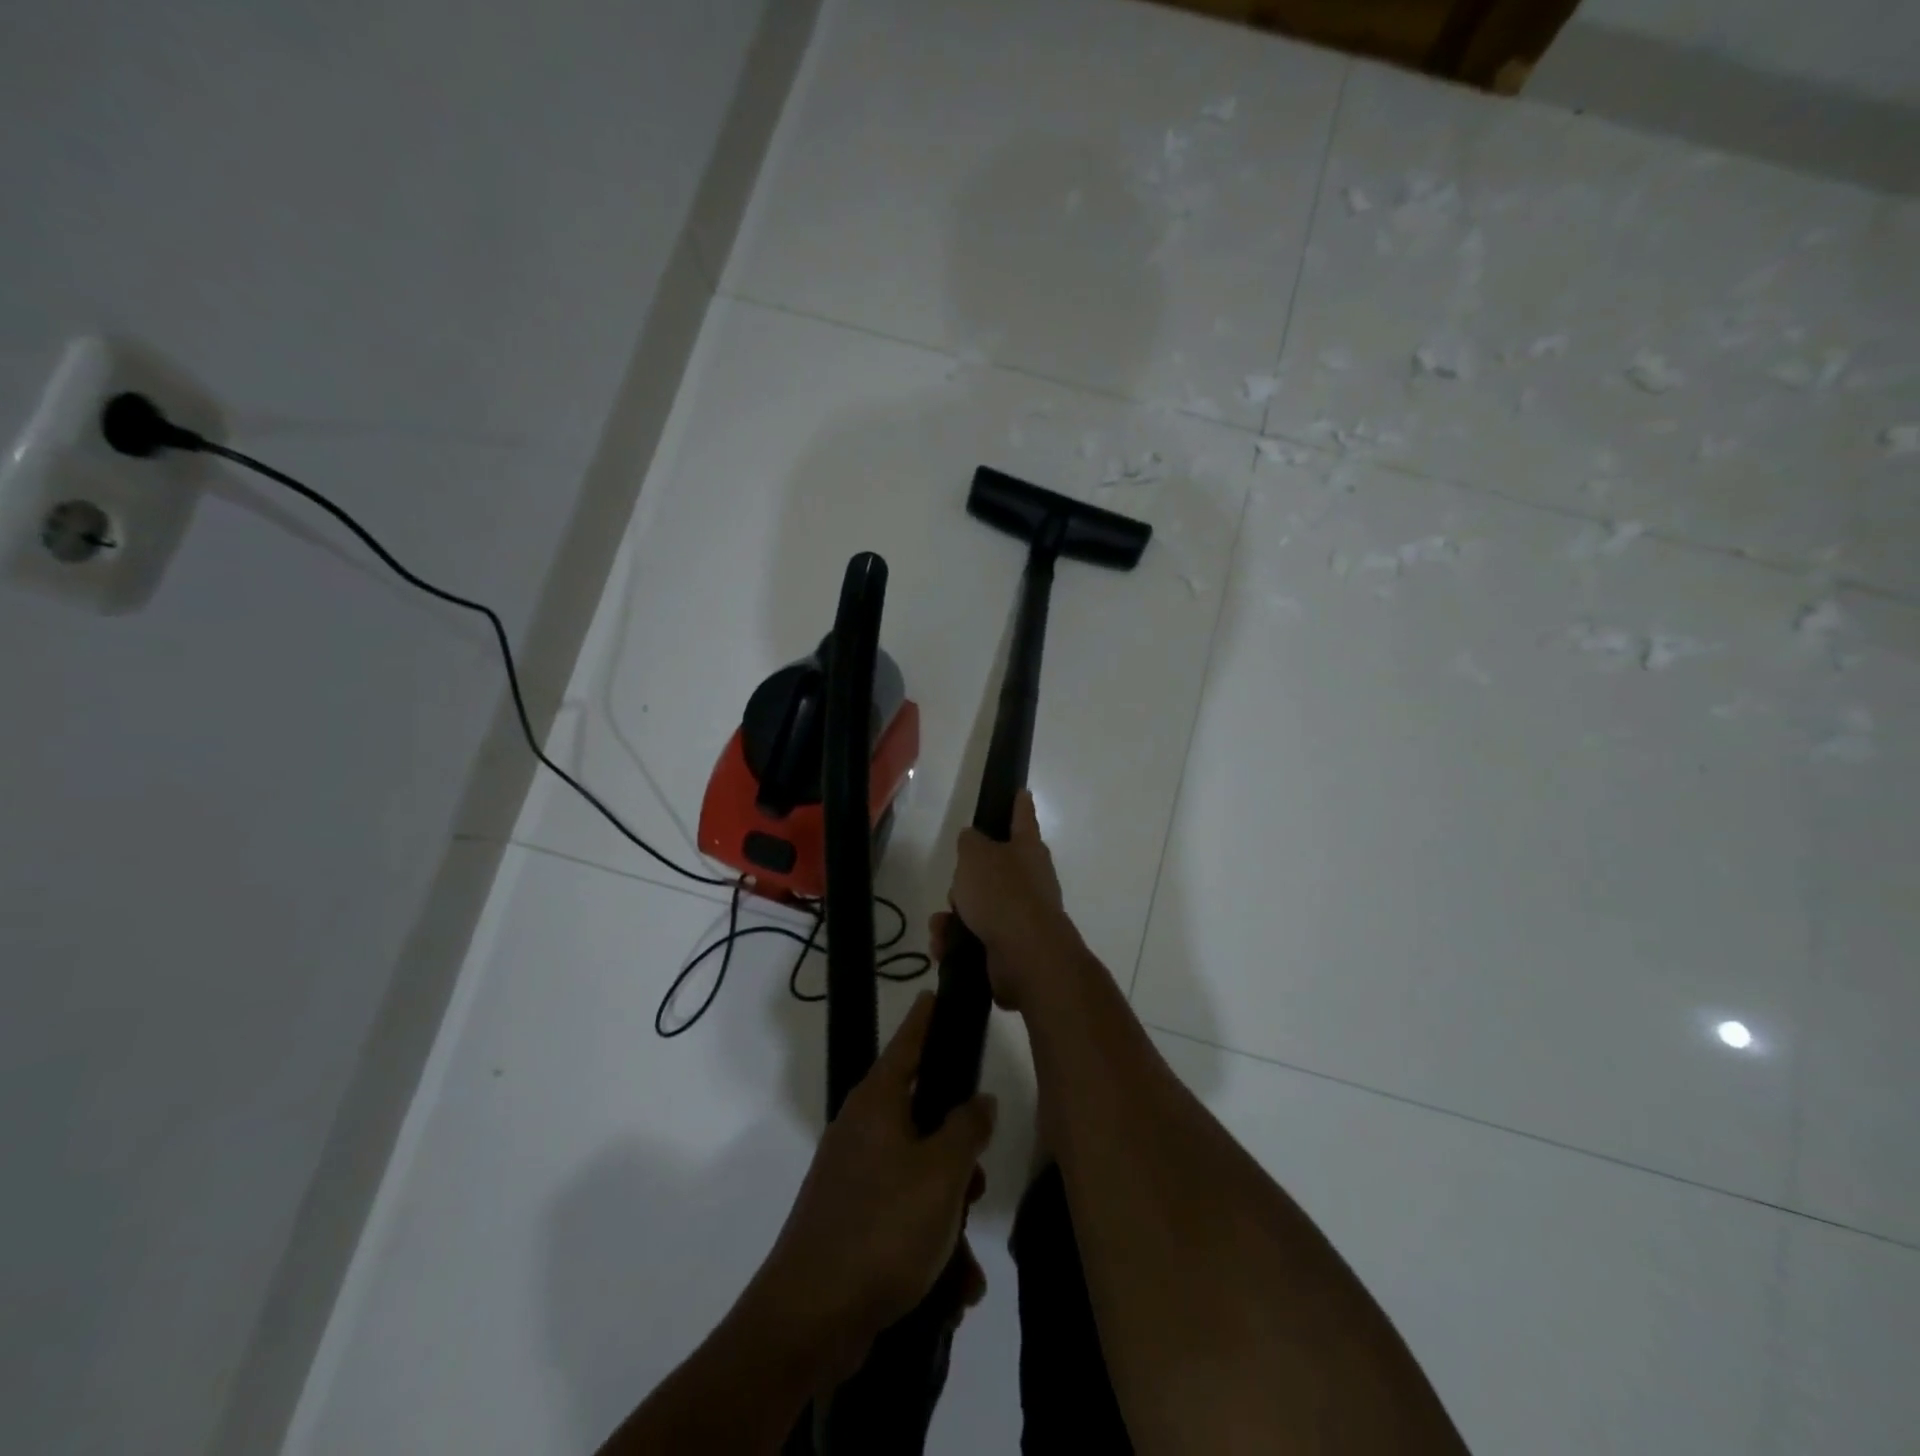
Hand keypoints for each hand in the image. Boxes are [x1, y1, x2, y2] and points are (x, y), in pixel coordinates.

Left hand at [752, 993, 995, 1382]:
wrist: (808, 1320)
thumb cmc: (881, 1228)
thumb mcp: (941, 1174)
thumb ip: (967, 1128)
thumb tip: (980, 1099)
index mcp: (877, 1103)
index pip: (907, 1042)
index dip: (925, 1018)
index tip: (935, 991)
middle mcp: (862, 1130)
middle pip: (923, 1118)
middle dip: (958, 1155)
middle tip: (978, 1183)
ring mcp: (853, 1177)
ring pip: (919, 1177)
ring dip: (949, 1217)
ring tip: (965, 1266)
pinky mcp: (851, 1222)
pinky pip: (903, 1219)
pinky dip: (929, 1248)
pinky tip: (951, 1291)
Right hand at [931, 790, 1082, 1012]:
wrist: (1025, 955)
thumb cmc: (1002, 893)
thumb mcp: (975, 855)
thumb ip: (970, 842)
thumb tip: (973, 840)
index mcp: (1027, 849)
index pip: (1022, 817)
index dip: (1019, 804)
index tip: (1022, 792)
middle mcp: (1031, 879)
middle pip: (994, 869)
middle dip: (968, 879)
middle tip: (956, 885)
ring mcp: (1023, 915)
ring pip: (980, 906)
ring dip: (955, 915)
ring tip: (942, 925)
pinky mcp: (1011, 946)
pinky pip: (976, 937)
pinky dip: (957, 942)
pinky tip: (944, 947)